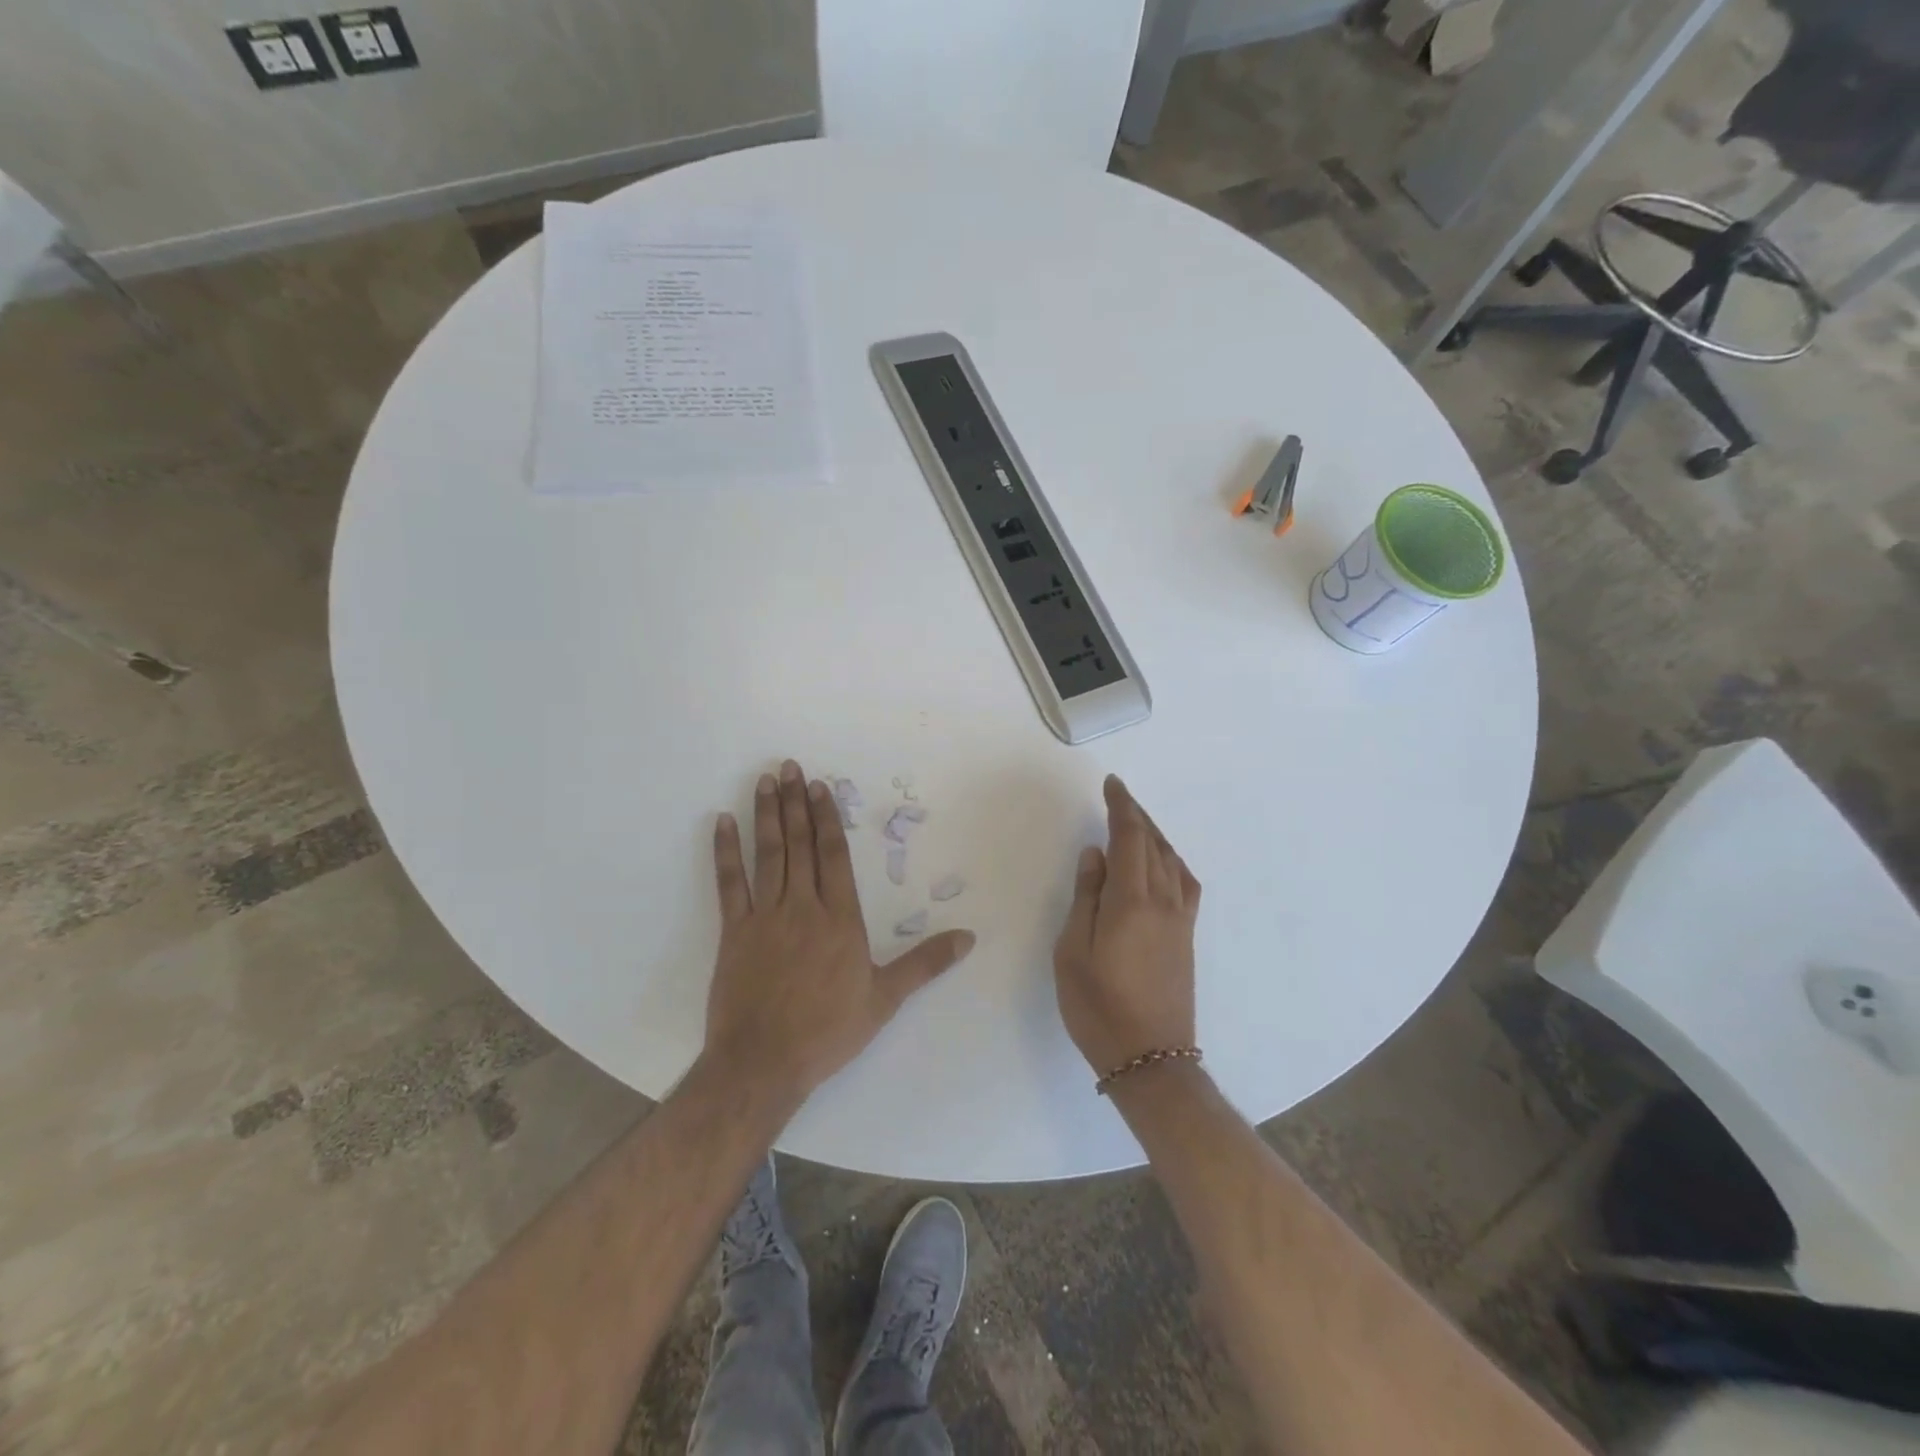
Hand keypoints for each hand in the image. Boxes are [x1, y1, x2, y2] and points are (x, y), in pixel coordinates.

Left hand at [704, 759, 975, 1101]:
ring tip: (765, 782)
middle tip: (789, 767)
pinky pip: (729, 883)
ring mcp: (764, 916)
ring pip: (768, 855)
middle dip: (796, 803)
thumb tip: (968, 937)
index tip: (819, 787)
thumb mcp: (885, 999)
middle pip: (800, 844)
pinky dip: (725, 851)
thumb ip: (925, 963)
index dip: (827, 817)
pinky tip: (723, 823)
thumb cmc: (828, 1031)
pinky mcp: (733, 932)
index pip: (834, 855)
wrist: (764, 1063)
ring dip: (767, 815)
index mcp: (840, 918)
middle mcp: (803, 907)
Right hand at [1053, 776, 1200, 1076]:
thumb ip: (1086, 898)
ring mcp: (1180, 921)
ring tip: (1136, 823)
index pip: (1130, 839)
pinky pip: (1184, 883)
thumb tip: (1096, 854)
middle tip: (1118, 797)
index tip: (1112, 784)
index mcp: (1132, 902)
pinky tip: (1162, 864)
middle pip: (1154, 844)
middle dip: (1136, 816)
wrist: (1150, 1059)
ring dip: (1155, 835)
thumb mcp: (1073, 952)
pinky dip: (1171, 860)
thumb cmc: (1098, 1007)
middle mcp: (1163, 903)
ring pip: (1172, 861)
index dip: (1122, 807)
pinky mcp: (1187, 938)